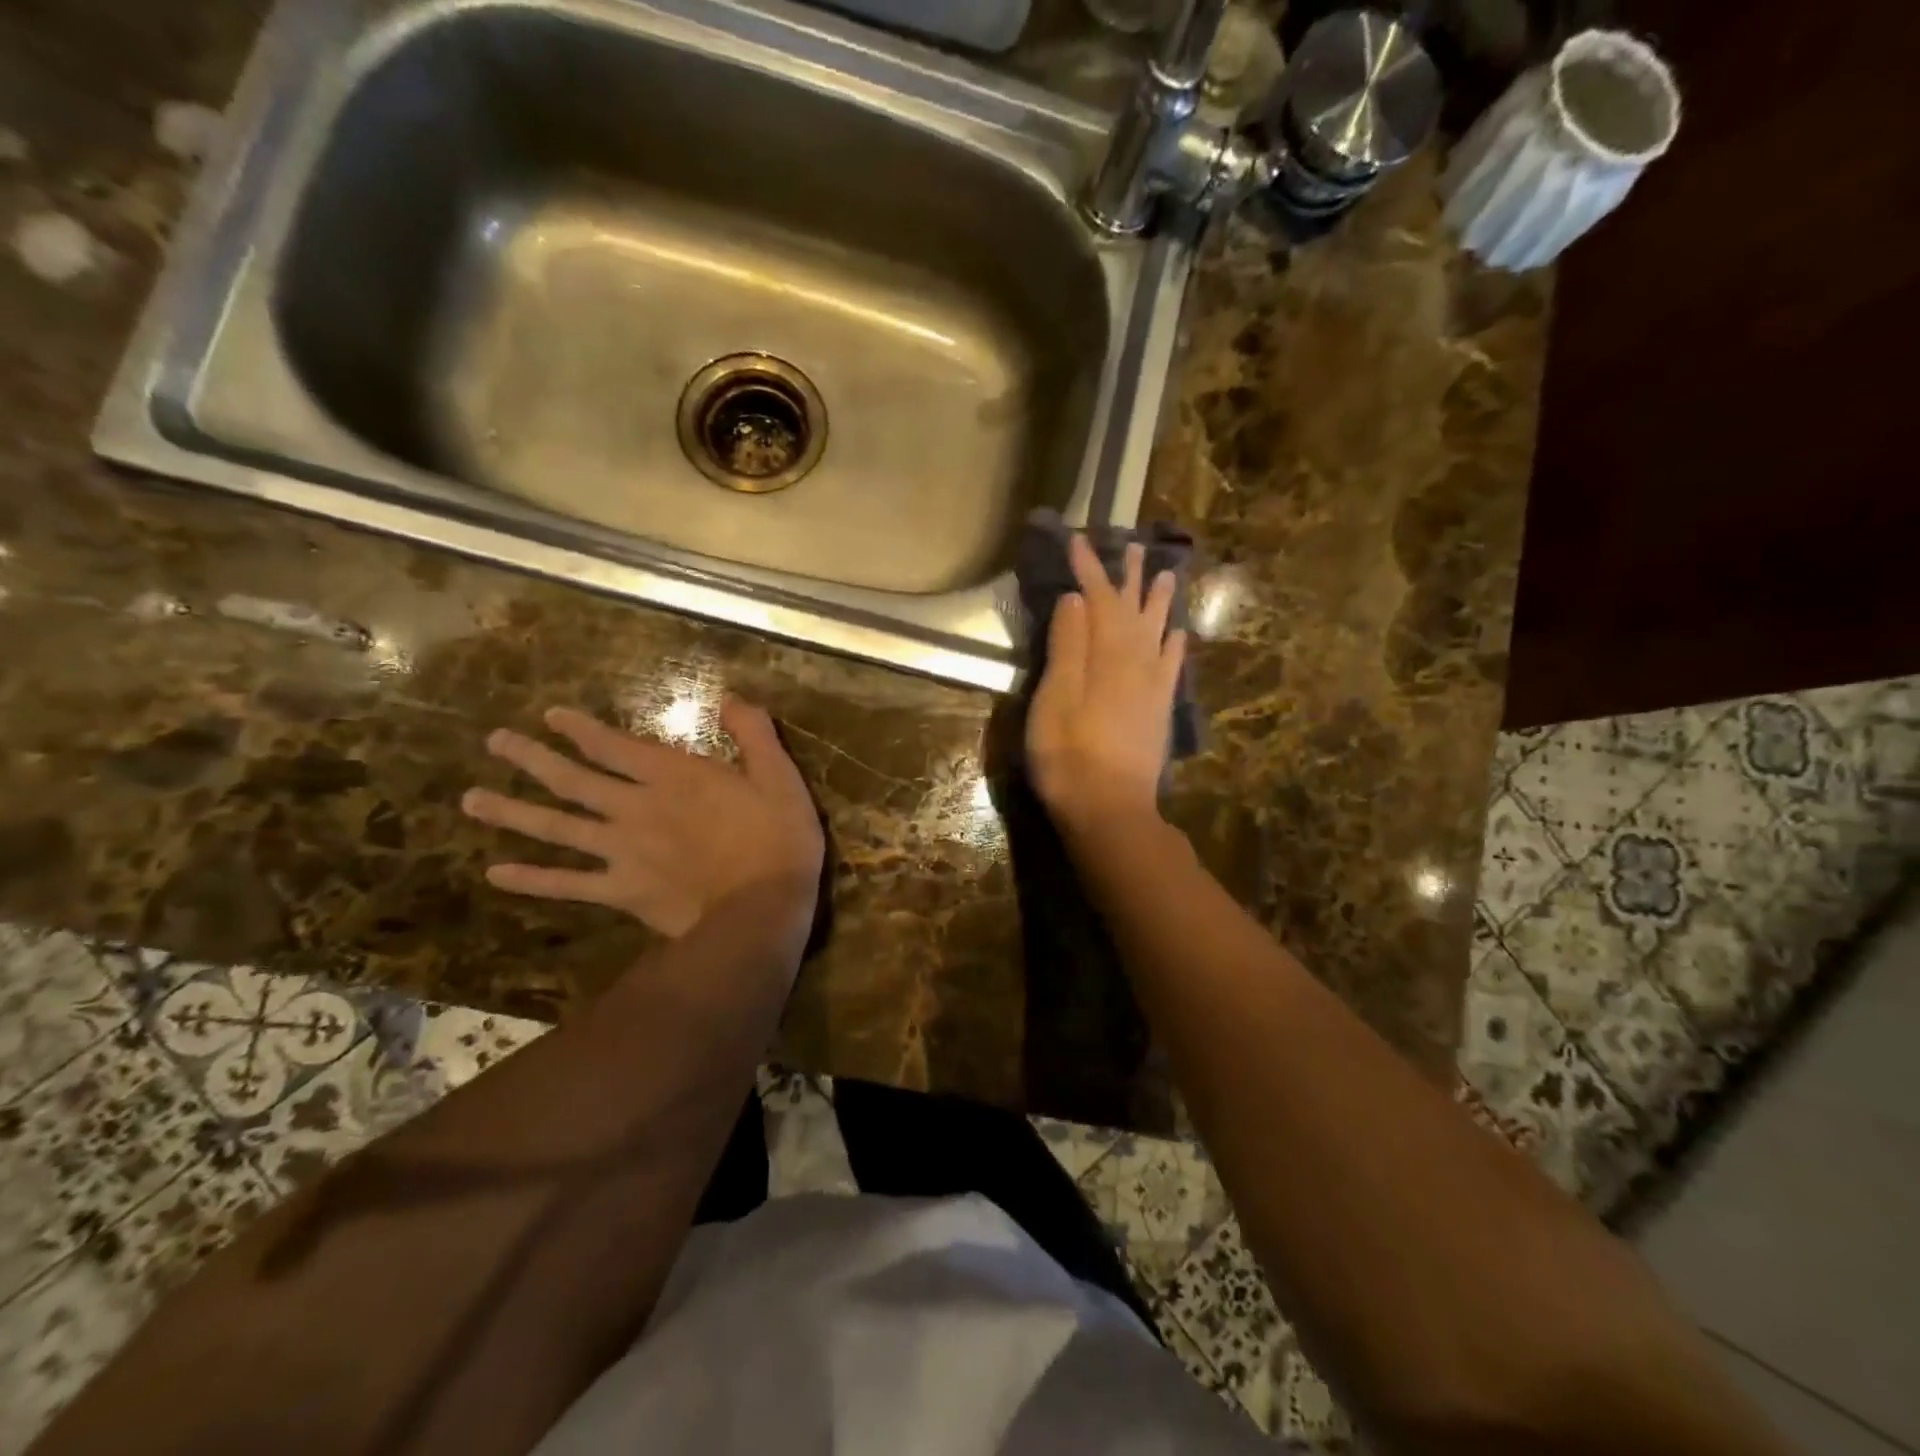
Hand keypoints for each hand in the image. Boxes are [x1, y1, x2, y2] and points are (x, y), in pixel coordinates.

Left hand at [462, 697, 823, 940]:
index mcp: (674, 776)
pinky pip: (568, 885)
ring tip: (470, 799)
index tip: (550, 716)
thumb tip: (729, 697)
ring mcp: (623, 851)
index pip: (614, 746)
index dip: (580, 729)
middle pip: (574, 780)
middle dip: (533, 758)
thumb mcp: (780, 776)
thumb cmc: (778, 840)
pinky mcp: (622, 890)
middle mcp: (637, 807)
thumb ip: (753, 733)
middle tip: (496, 742)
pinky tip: (497, 874)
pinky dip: (532, 880)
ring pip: (559, 827)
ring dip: (514, 812)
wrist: (763, 909)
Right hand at [1027, 535, 1186, 832]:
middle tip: (1135, 545)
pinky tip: (1178, 633)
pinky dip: (1175, 644)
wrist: (1110, 810)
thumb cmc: (1069, 757)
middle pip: (1134, 610)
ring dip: (1160, 602)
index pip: (1098, 601)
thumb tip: (1078, 599)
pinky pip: (1172, 667)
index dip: (1089, 569)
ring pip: (1158, 632)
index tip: (1078, 540)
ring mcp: (1152, 688)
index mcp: (1107, 657)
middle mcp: (1136, 664)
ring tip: (1168, 574)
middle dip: (1130, 577)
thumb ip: (1068, 647)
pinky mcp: (1158, 711)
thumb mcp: (1055, 699)